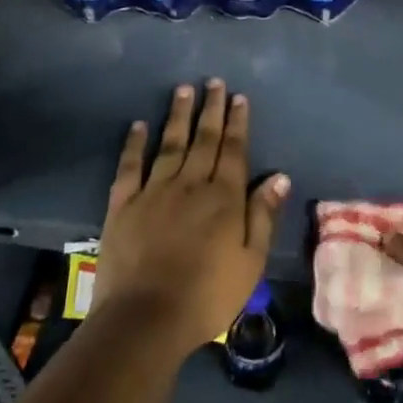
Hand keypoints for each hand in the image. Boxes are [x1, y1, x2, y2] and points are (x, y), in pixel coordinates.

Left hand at [94, 79, 288, 359]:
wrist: (144, 320)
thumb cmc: (206, 296)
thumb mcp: (250, 261)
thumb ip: (263, 215)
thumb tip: (279, 176)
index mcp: (224, 197)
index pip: (234, 150)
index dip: (238, 122)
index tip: (239, 97)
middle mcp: (190, 184)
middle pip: (204, 139)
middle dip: (211, 109)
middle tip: (213, 82)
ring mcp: (154, 191)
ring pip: (169, 144)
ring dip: (178, 115)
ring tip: (183, 89)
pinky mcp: (123, 205)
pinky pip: (130, 166)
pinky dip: (134, 144)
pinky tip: (138, 124)